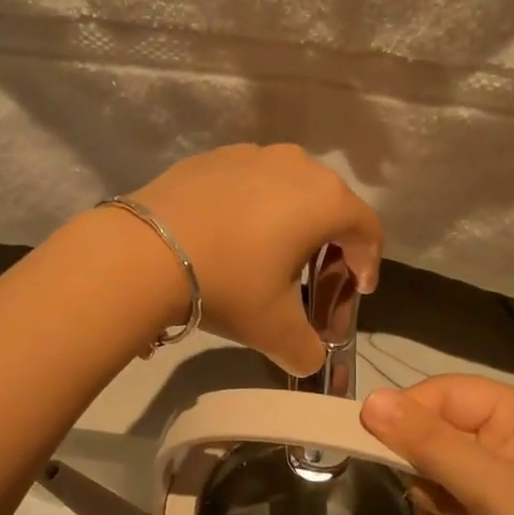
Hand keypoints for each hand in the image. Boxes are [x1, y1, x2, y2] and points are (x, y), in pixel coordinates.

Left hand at [130, 144, 382, 376]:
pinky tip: (230, 235)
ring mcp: (252, 153)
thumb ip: (307, 350)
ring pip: (290, 188)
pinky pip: (251, 181)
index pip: (368, 230)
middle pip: (331, 204)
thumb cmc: (228, 284)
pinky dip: (254, 206)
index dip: (369, 263)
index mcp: (326, 200)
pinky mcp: (214, 155)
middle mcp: (297, 165)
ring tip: (271, 254)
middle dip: (331, 242)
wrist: (144, 252)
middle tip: (316, 277)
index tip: (357, 290)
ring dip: (292, 220)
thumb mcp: (275, 330)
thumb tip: (310, 360)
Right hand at [360, 376, 513, 514]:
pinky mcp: (487, 503)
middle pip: (436, 423)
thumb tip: (370, 400)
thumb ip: (429, 441)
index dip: (409, 412)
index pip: (445, 391)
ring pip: (432, 457)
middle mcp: (509, 432)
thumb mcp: (487, 487)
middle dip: (422, 459)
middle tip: (427, 492)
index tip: (373, 441)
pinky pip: (441, 487)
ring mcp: (498, 470)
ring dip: (429, 488)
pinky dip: (436, 507)